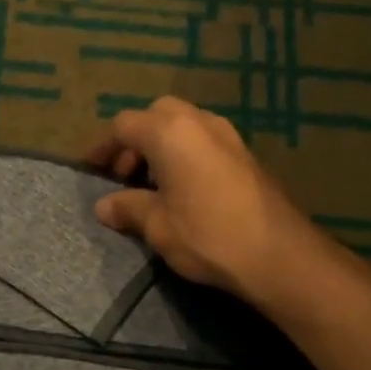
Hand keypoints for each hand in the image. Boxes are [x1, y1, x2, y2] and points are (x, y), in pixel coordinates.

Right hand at [88, 96, 319, 303]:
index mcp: (170, 132)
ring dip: (163, 147)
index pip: (124, 125)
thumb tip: (103, 206)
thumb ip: (128, 208)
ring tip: (153, 186)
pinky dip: (186, 155)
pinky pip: (205, 141)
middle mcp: (199, 121)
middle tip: (124, 175)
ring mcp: (228, 135)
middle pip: (157, 115)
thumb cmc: (208, 236)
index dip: (104, 147)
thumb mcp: (158, 226)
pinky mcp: (246, 154)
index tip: (92, 170)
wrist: (278, 254)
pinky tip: (184, 191)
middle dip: (136, 140)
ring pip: (184, 126)